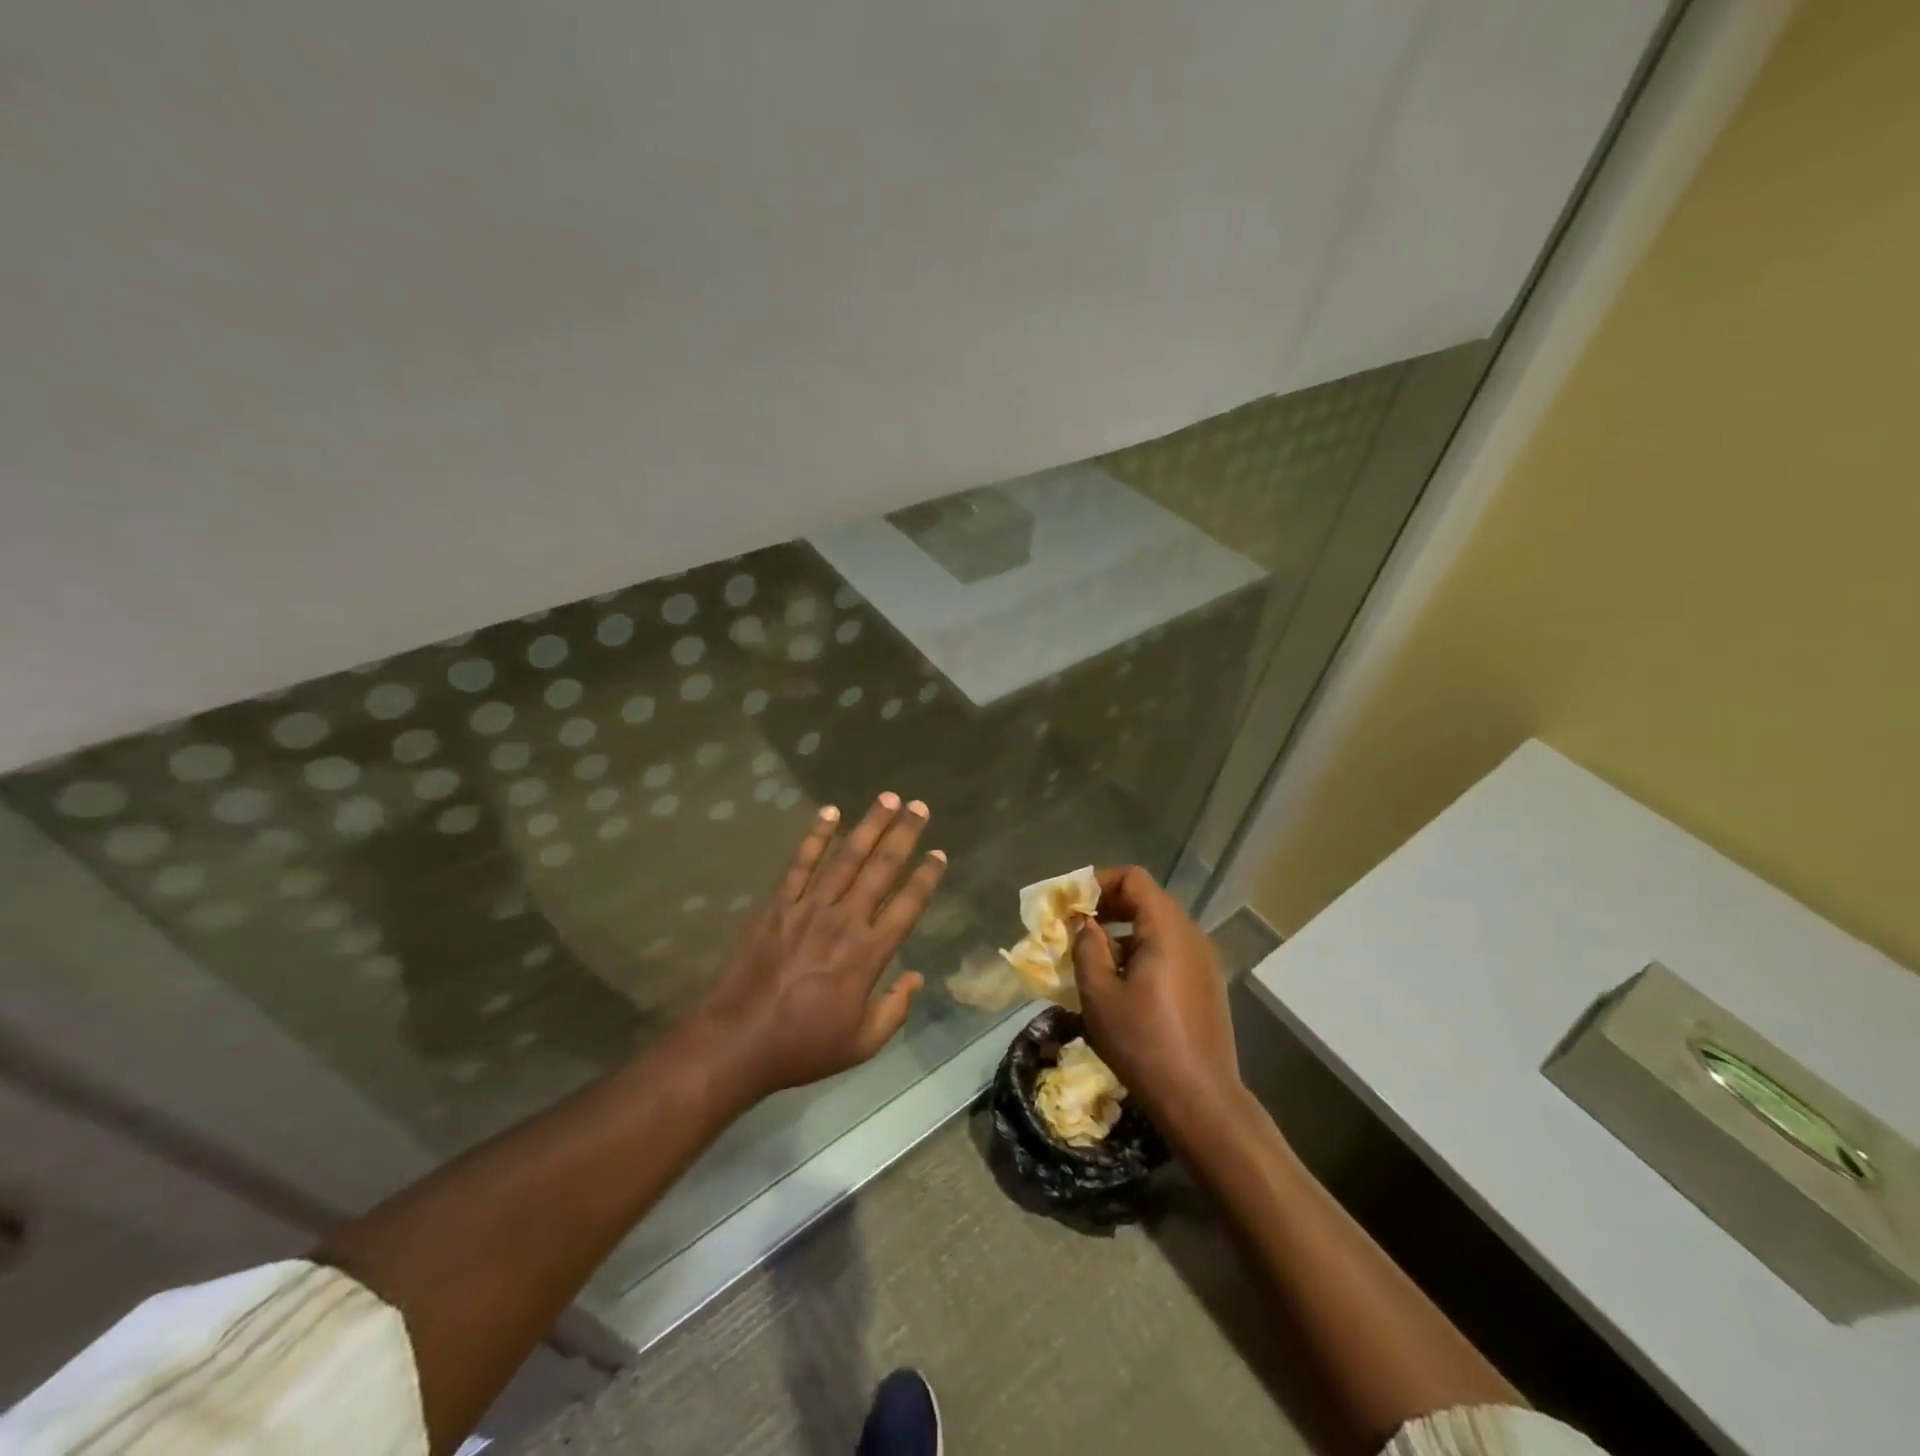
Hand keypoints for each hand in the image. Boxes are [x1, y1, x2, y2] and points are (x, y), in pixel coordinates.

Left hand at [692, 793, 945, 1101]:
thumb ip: (895, 1009)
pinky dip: (815, 836)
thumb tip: (917, 978)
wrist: (738, 1040)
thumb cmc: (804, 1045)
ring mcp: (809, 907)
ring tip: (888, 799)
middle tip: (920, 807)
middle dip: (904, 834)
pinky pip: (800, 863)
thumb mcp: (862, 1043)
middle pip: (881, 868)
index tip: (939, 853)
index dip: (926, 877)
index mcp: (869, 953)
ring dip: (869, 825)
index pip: (907, 904)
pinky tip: (829, 812)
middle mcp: (845, 920)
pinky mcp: (779, 904)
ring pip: (846, 857)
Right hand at [1071, 865, 1242, 1130]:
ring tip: (1095, 957)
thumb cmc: (1143, 1044)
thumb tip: (1083, 923)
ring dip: (1124, 930)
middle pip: (1148, 899)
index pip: (1134, 878)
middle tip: (1076, 926)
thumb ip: (1087, 947)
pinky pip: (1171, 949)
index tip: (1071, 902)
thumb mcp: (1099, 994)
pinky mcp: (1207, 983)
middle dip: (1108, 905)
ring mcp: (1204, 960)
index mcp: (1167, 930)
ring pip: (1159, 926)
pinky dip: (1143, 950)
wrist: (1200, 1100)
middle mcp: (1191, 935)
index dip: (1099, 881)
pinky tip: (1123, 983)